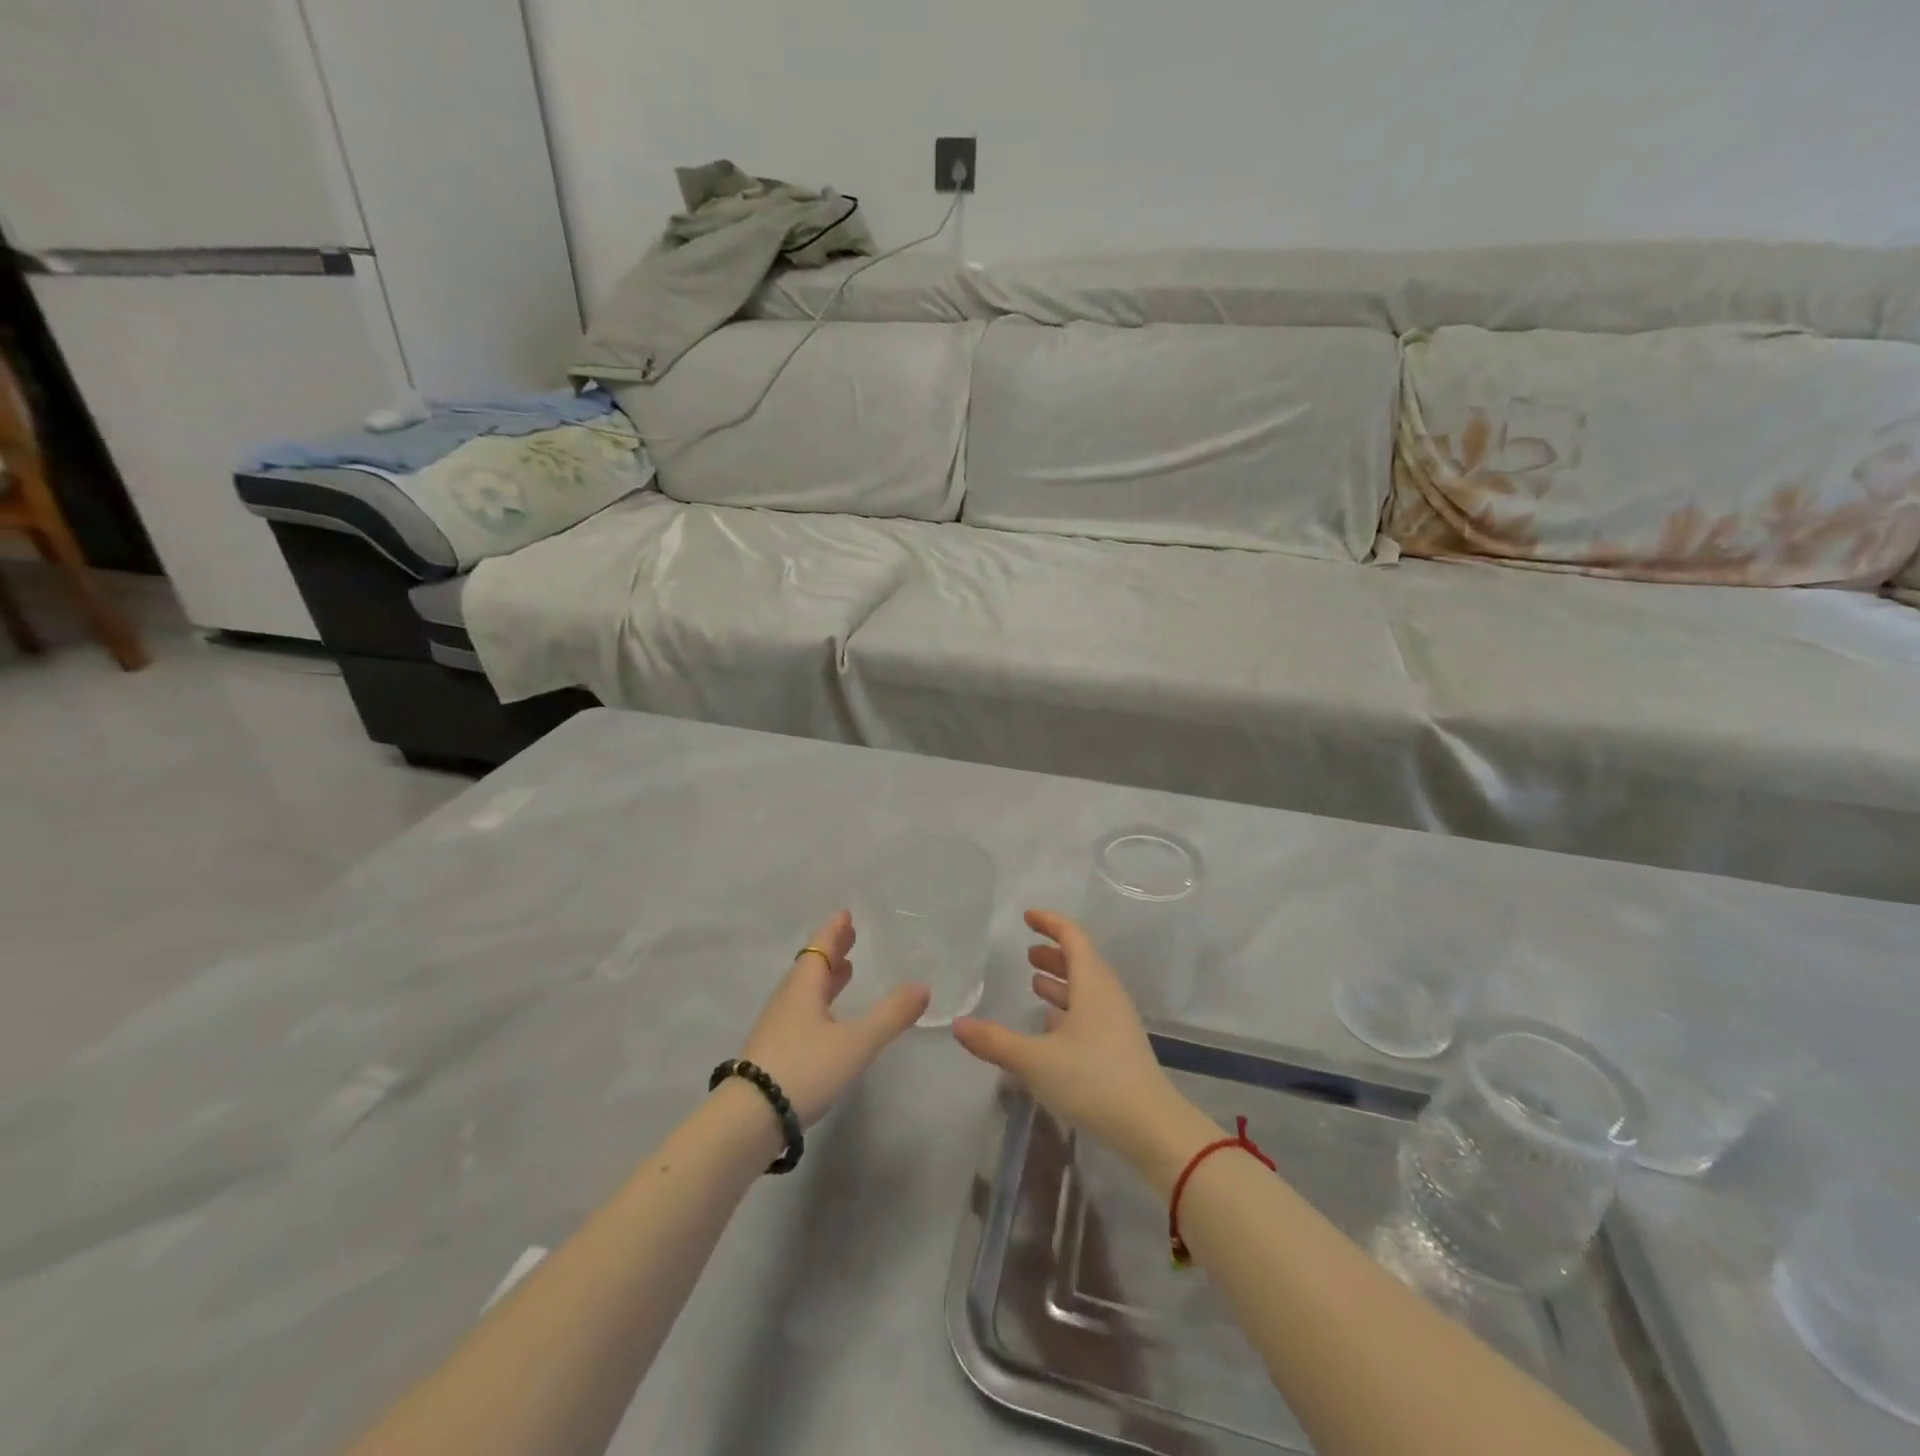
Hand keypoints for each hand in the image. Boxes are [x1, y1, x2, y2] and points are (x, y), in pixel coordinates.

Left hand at [735, 910, 930, 1127]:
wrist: (748, 1120)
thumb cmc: (804, 1069)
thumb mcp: (856, 1042)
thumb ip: (890, 1015)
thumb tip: (922, 986)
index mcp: (804, 987)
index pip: (820, 947)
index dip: (834, 931)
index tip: (846, 914)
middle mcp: (787, 999)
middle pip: (810, 966)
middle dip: (831, 951)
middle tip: (849, 937)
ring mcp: (776, 1026)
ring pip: (804, 990)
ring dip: (824, 977)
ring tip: (844, 972)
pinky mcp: (772, 1051)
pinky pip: (800, 1011)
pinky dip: (818, 1002)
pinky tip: (827, 1020)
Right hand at [953, 910, 1200, 1180]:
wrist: (1150, 1127)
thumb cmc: (1093, 1080)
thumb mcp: (1036, 1060)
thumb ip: (995, 1042)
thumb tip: (958, 1024)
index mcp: (1092, 984)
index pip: (1072, 936)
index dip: (1050, 922)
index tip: (1027, 916)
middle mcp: (1107, 995)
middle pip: (1082, 960)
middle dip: (1054, 952)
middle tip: (1028, 953)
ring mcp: (1117, 1021)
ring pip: (1087, 987)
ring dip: (1061, 980)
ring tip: (1034, 983)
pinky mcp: (1120, 1046)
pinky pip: (1092, 1011)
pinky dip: (1070, 1007)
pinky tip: (1052, 1024)